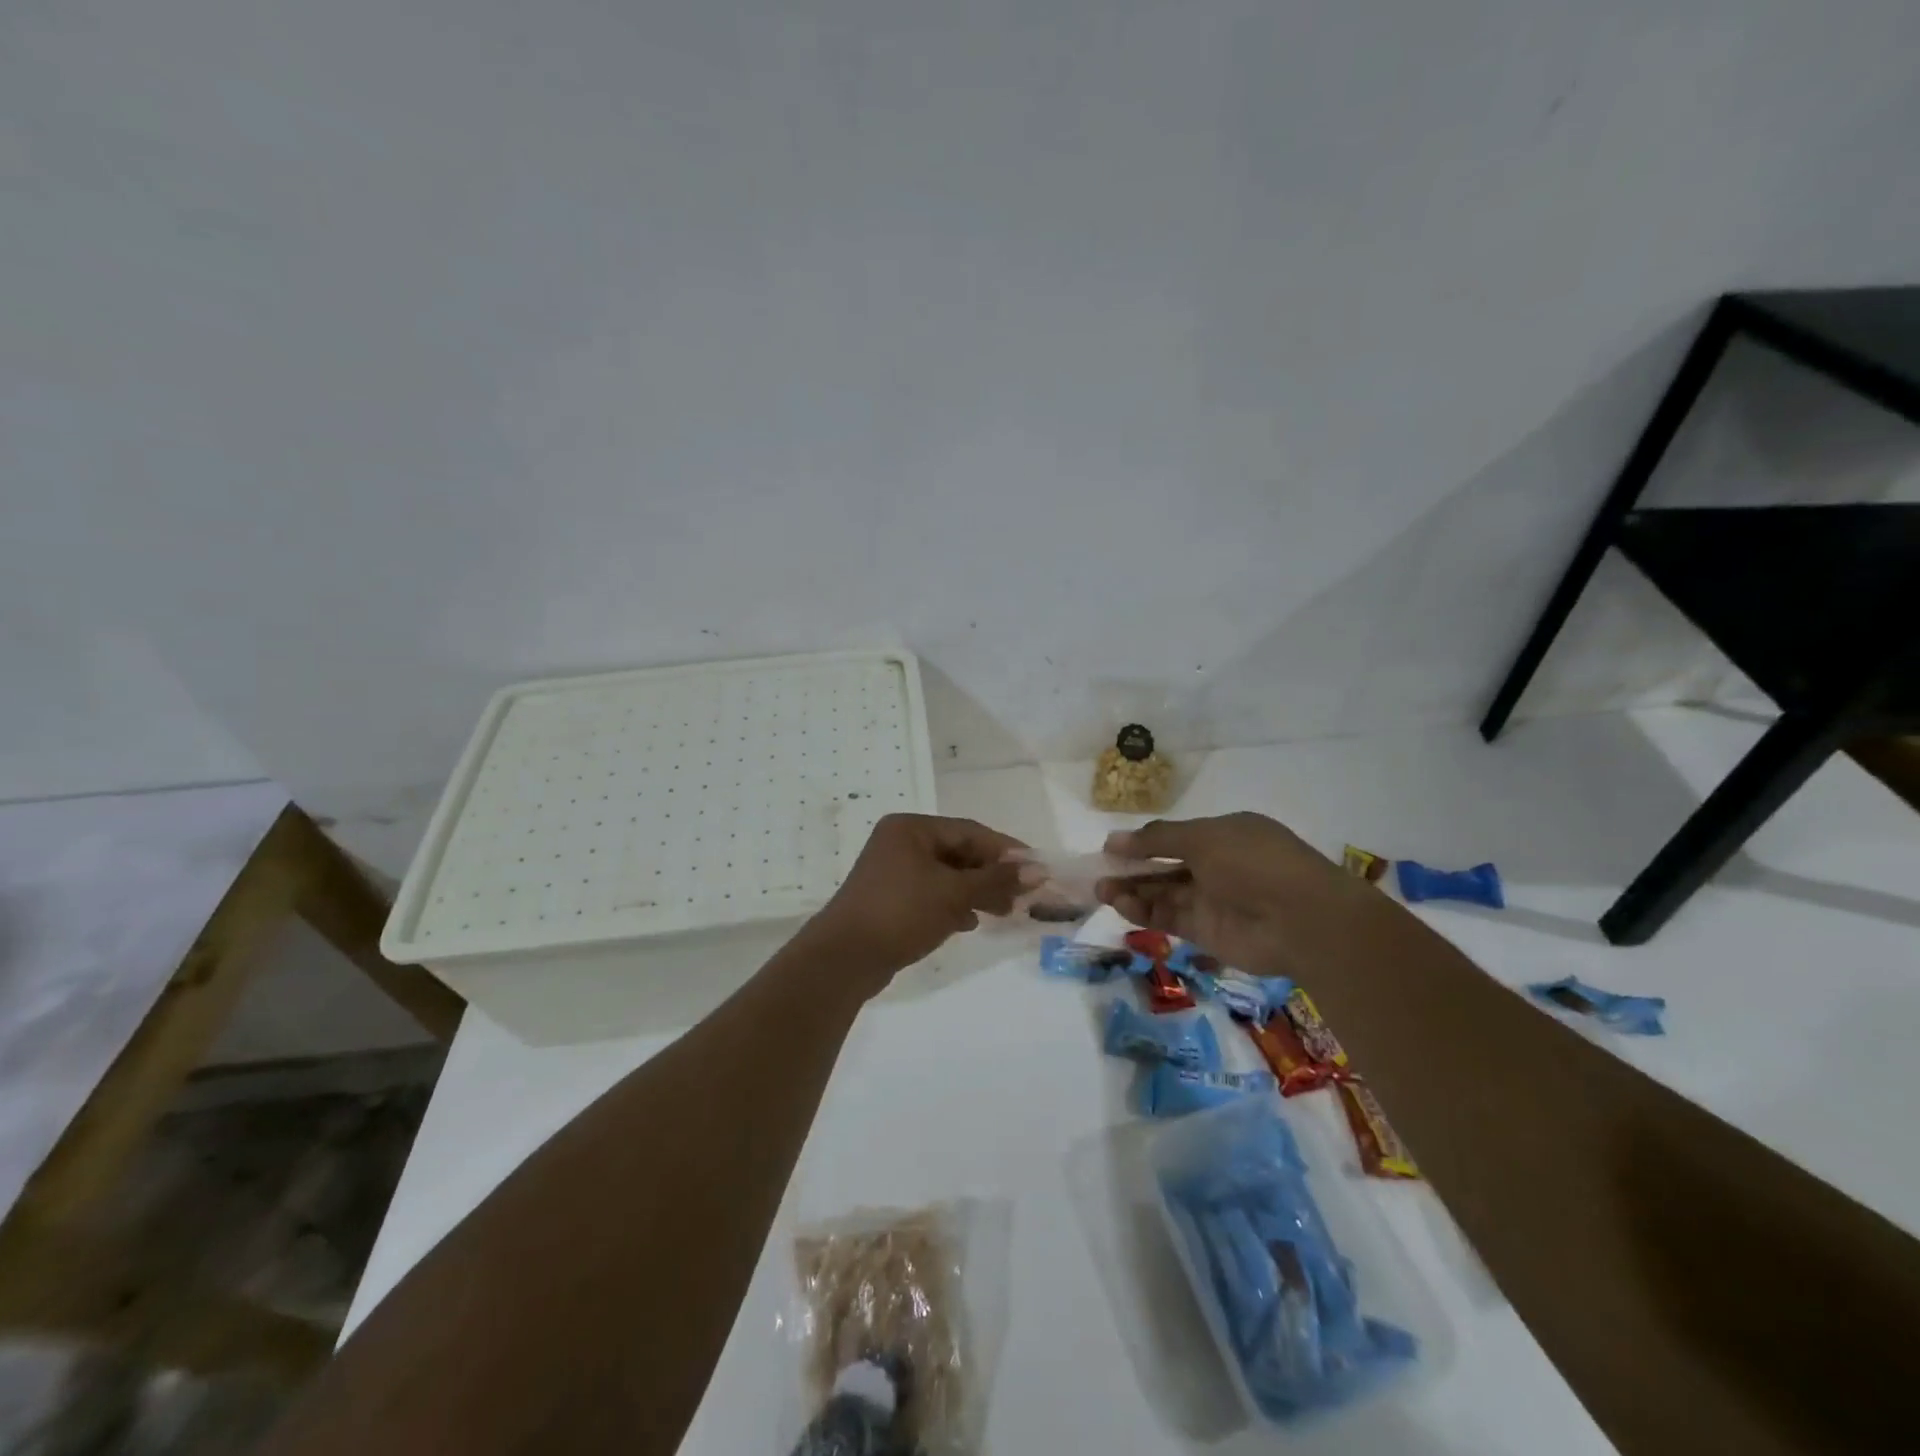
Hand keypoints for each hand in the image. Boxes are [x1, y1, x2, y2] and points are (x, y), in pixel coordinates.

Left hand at [803, 814, 1025, 987]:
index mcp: (911, 828)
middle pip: (959, 852)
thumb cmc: (902, 913)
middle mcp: (900, 842)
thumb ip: (997, 880)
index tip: (1036, 870)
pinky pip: (931, 893)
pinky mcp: (890, 898)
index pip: (970, 831)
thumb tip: (1038, 870)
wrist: (845, 958)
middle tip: (1021, 896)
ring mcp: (892, 871)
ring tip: (1003, 912)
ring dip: (975, 891)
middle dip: (991, 874)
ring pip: (946, 875)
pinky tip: (970, 922)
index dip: (1006, 850)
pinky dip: (953, 904)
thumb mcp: (954, 894)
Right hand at [1096, 813, 1360, 976]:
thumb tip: (1113, 839)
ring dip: (1133, 891)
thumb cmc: (1253, 863)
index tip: (1110, 848)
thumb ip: (1156, 839)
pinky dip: (1145, 913)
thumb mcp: (1202, 837)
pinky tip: (1122, 907)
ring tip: (1102, 890)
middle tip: (1098, 873)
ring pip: (1164, 894)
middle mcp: (1218, 866)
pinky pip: (1170, 919)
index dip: (1142, 842)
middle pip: (1165, 867)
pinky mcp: (1209, 933)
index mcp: (1224, 834)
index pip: (1175, 836)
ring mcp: (1213, 900)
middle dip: (1132, 869)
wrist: (1302, 920)